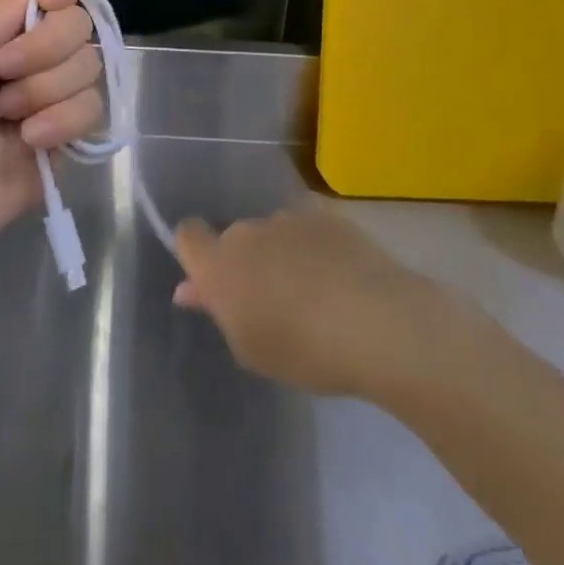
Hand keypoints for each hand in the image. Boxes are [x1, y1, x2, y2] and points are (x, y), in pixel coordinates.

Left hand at [0, 0, 104, 253]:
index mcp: (2, 22)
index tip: (47, 2)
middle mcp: (33, 51)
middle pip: (79, 24)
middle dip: (42, 50)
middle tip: (1, 71)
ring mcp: (52, 93)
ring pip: (88, 67)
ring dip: (42, 91)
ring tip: (5, 115)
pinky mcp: (67, 134)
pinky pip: (92, 110)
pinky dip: (59, 123)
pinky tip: (28, 140)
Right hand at [174, 206, 434, 396]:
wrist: (376, 321)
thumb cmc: (303, 350)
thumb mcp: (250, 349)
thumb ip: (218, 311)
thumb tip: (191, 288)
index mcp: (220, 263)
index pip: (187, 234)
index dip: (194, 252)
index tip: (210, 281)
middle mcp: (248, 230)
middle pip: (235, 237)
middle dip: (246, 262)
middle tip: (270, 302)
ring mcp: (289, 217)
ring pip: (273, 233)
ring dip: (281, 254)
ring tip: (314, 295)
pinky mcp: (327, 214)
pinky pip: (308, 229)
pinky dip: (314, 248)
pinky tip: (340, 279)